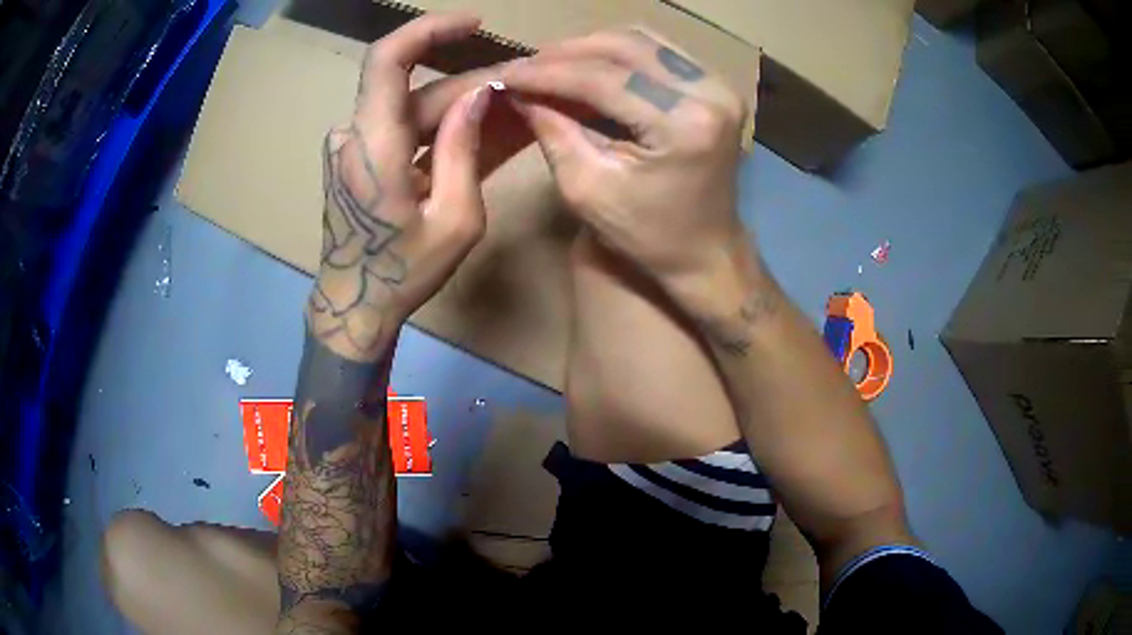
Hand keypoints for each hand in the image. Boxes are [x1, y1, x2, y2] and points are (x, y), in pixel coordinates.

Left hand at [309, 13, 496, 358]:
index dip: (428, 30)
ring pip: (413, 108)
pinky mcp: (358, 157)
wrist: (355, 304)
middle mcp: (356, 134)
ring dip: (460, 106)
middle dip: (471, 85)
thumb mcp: (455, 219)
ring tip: (510, 110)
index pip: (388, 58)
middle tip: (523, 88)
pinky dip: (439, 126)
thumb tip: (481, 94)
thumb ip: (465, 149)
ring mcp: (353, 145)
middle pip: (417, 89)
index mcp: (373, 144)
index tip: (472, 24)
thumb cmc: (403, 272)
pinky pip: (403, 129)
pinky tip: (475, 131)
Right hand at [501, 29, 752, 299]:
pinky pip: (659, 51)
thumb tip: (518, 90)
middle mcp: (711, 94)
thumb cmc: (648, 235)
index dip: (548, 73)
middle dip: (567, 53)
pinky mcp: (717, 86)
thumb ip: (552, 131)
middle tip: (525, 66)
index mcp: (684, 126)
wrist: (706, 252)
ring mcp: (720, 85)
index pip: (604, 79)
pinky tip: (587, 66)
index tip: (506, 73)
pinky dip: (618, 54)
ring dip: (590, 48)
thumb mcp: (587, 189)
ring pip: (642, 40)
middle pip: (625, 47)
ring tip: (550, 65)